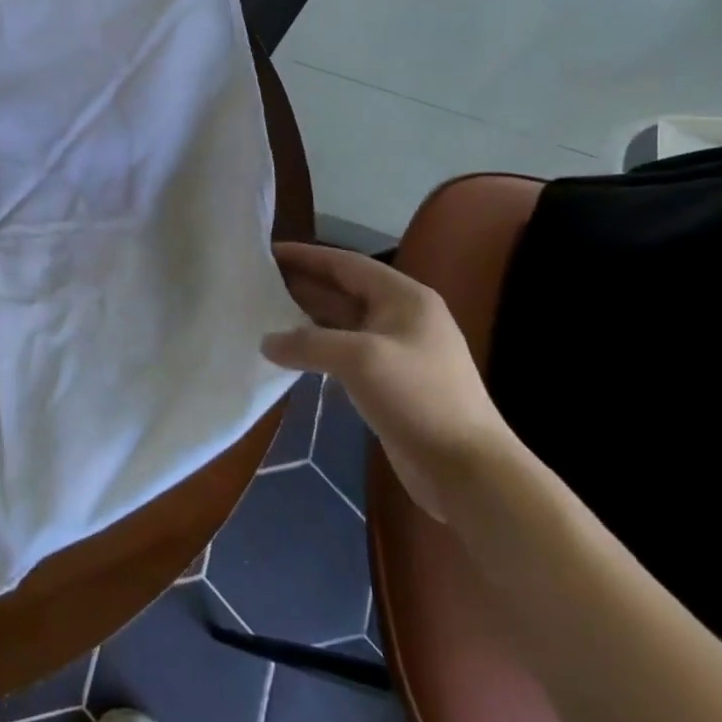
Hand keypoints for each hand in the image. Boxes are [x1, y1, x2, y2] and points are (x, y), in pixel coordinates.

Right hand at [261, 243, 519, 521]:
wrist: (466, 468)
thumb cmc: (419, 398)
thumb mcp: (360, 360)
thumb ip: (308, 343)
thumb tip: (266, 341)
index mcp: (404, 298)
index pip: (346, 264)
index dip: (306, 256)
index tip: (265, 252)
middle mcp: (401, 316)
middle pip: (342, 290)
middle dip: (301, 284)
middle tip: (254, 282)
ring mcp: (395, 350)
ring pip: (341, 322)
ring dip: (304, 317)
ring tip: (261, 312)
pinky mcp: (388, 381)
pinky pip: (343, 352)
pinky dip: (315, 347)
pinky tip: (288, 352)